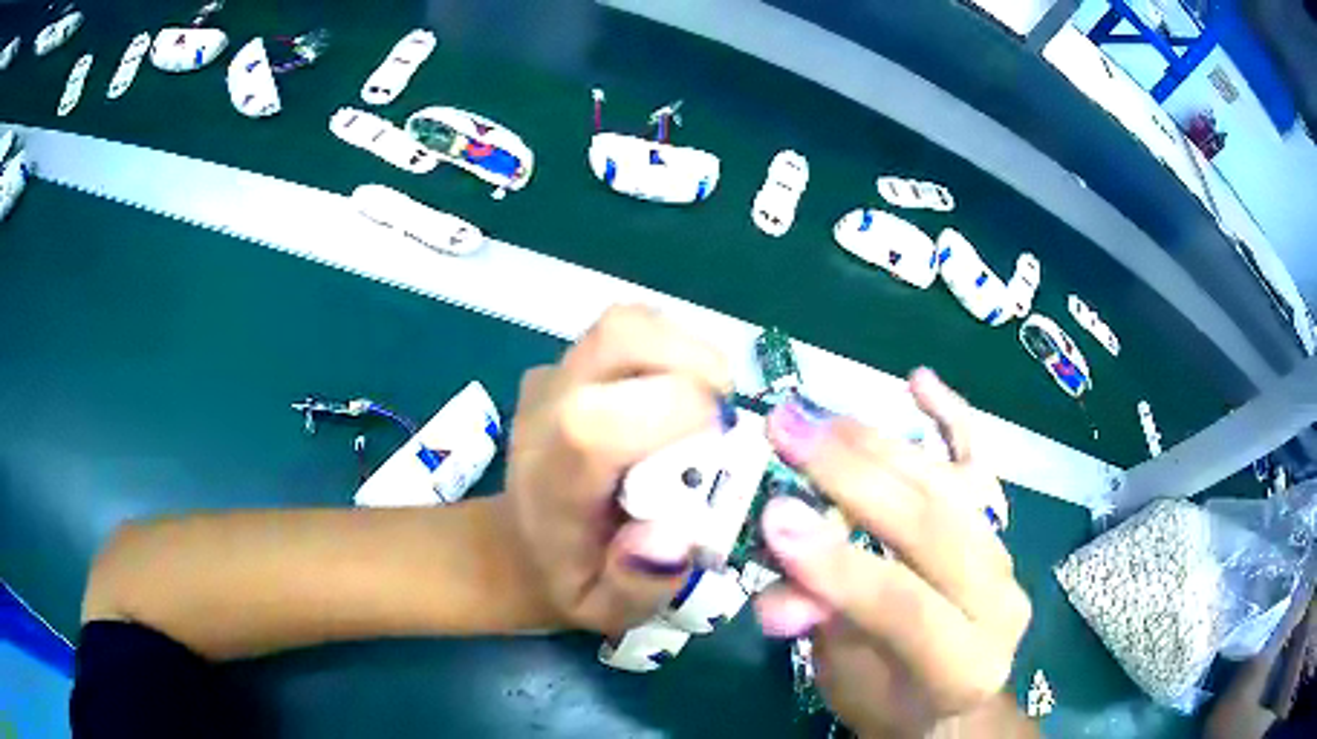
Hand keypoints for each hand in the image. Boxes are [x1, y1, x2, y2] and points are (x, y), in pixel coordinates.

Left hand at [502, 305, 731, 635]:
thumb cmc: (572, 580)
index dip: (677, 414)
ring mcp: (550, 378)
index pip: (597, 421)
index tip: (719, 448)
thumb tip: (674, 533)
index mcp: (554, 482)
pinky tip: (675, 394)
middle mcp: (546, 413)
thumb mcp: (610, 611)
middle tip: (722, 418)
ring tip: (703, 405)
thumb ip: (641, 583)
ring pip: (628, 322)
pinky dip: (669, 349)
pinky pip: (627, 331)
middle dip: (695, 365)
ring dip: (686, 352)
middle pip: (620, 338)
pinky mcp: (563, 364)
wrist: (522, 544)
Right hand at [754, 370, 1030, 737]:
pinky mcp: (1000, 527)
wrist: (945, 697)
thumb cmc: (888, 696)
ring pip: (948, 486)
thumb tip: (774, 592)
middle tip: (786, 434)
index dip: (842, 565)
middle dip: (854, 478)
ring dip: (878, 446)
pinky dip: (953, 418)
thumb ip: (821, 626)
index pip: (909, 608)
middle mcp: (1000, 601)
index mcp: (966, 664)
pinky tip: (919, 382)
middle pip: (934, 528)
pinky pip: (979, 463)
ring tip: (817, 419)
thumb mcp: (846, 679)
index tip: (775, 516)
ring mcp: (1005, 555)